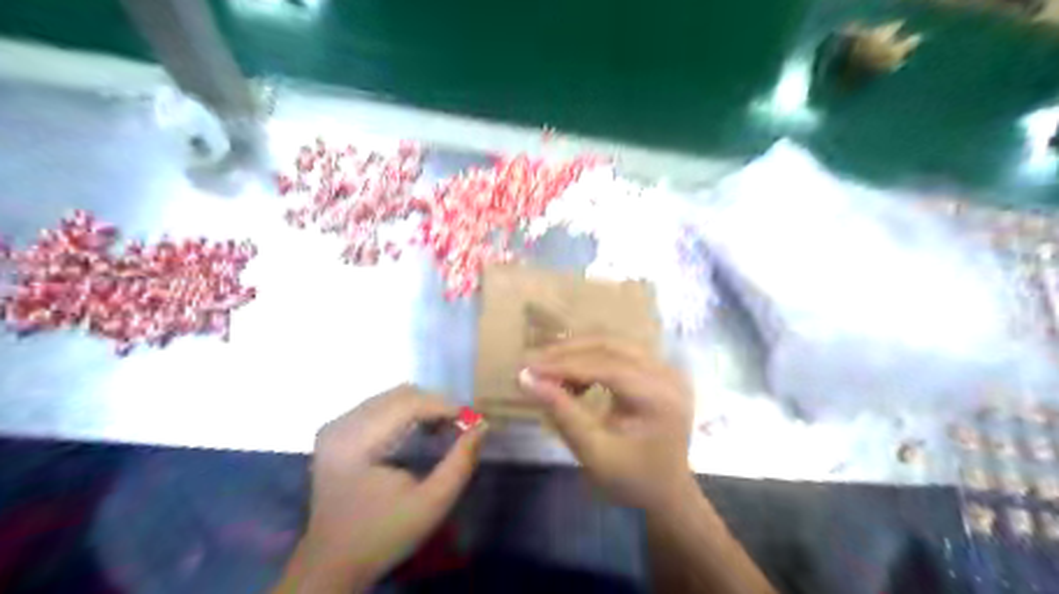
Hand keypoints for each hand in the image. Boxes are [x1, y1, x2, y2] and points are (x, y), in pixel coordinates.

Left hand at [287, 383, 488, 591]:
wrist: (333, 563)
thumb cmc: (384, 535)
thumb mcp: (431, 504)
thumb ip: (460, 463)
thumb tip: (482, 426)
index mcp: (355, 442)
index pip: (409, 404)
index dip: (446, 407)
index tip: (474, 421)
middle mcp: (341, 424)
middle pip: (401, 395)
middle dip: (437, 406)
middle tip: (462, 427)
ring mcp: (336, 425)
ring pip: (392, 397)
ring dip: (423, 408)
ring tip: (444, 430)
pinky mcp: (338, 431)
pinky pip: (381, 407)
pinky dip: (407, 414)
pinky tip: (421, 432)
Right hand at [521, 336, 695, 508]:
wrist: (666, 493)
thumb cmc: (631, 480)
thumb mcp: (593, 452)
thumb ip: (562, 413)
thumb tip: (526, 379)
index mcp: (659, 397)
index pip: (606, 367)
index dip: (564, 365)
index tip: (528, 368)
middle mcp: (667, 374)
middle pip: (611, 346)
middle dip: (569, 352)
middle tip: (533, 362)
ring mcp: (665, 369)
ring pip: (613, 344)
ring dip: (578, 353)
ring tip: (548, 369)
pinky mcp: (657, 371)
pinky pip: (619, 353)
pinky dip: (591, 359)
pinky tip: (573, 378)